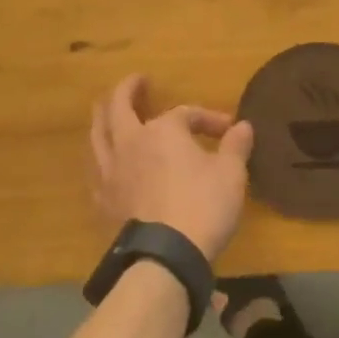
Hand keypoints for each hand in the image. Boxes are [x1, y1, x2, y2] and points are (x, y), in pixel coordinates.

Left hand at [89, 74, 253, 261]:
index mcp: (162, 130)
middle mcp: (129, 143)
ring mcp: (110, 172)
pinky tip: (106, 162)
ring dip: (104, 118)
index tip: (228, 130)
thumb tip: (243, 126)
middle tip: (137, 82)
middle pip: (117, 107)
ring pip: (97, 135)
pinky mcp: (102, 200)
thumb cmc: (203, 206)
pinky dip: (101, 157)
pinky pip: (96, 169)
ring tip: (109, 114)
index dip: (207, 118)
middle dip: (128, 90)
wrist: (165, 255)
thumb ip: (235, 146)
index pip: (184, 113)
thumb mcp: (231, 173)